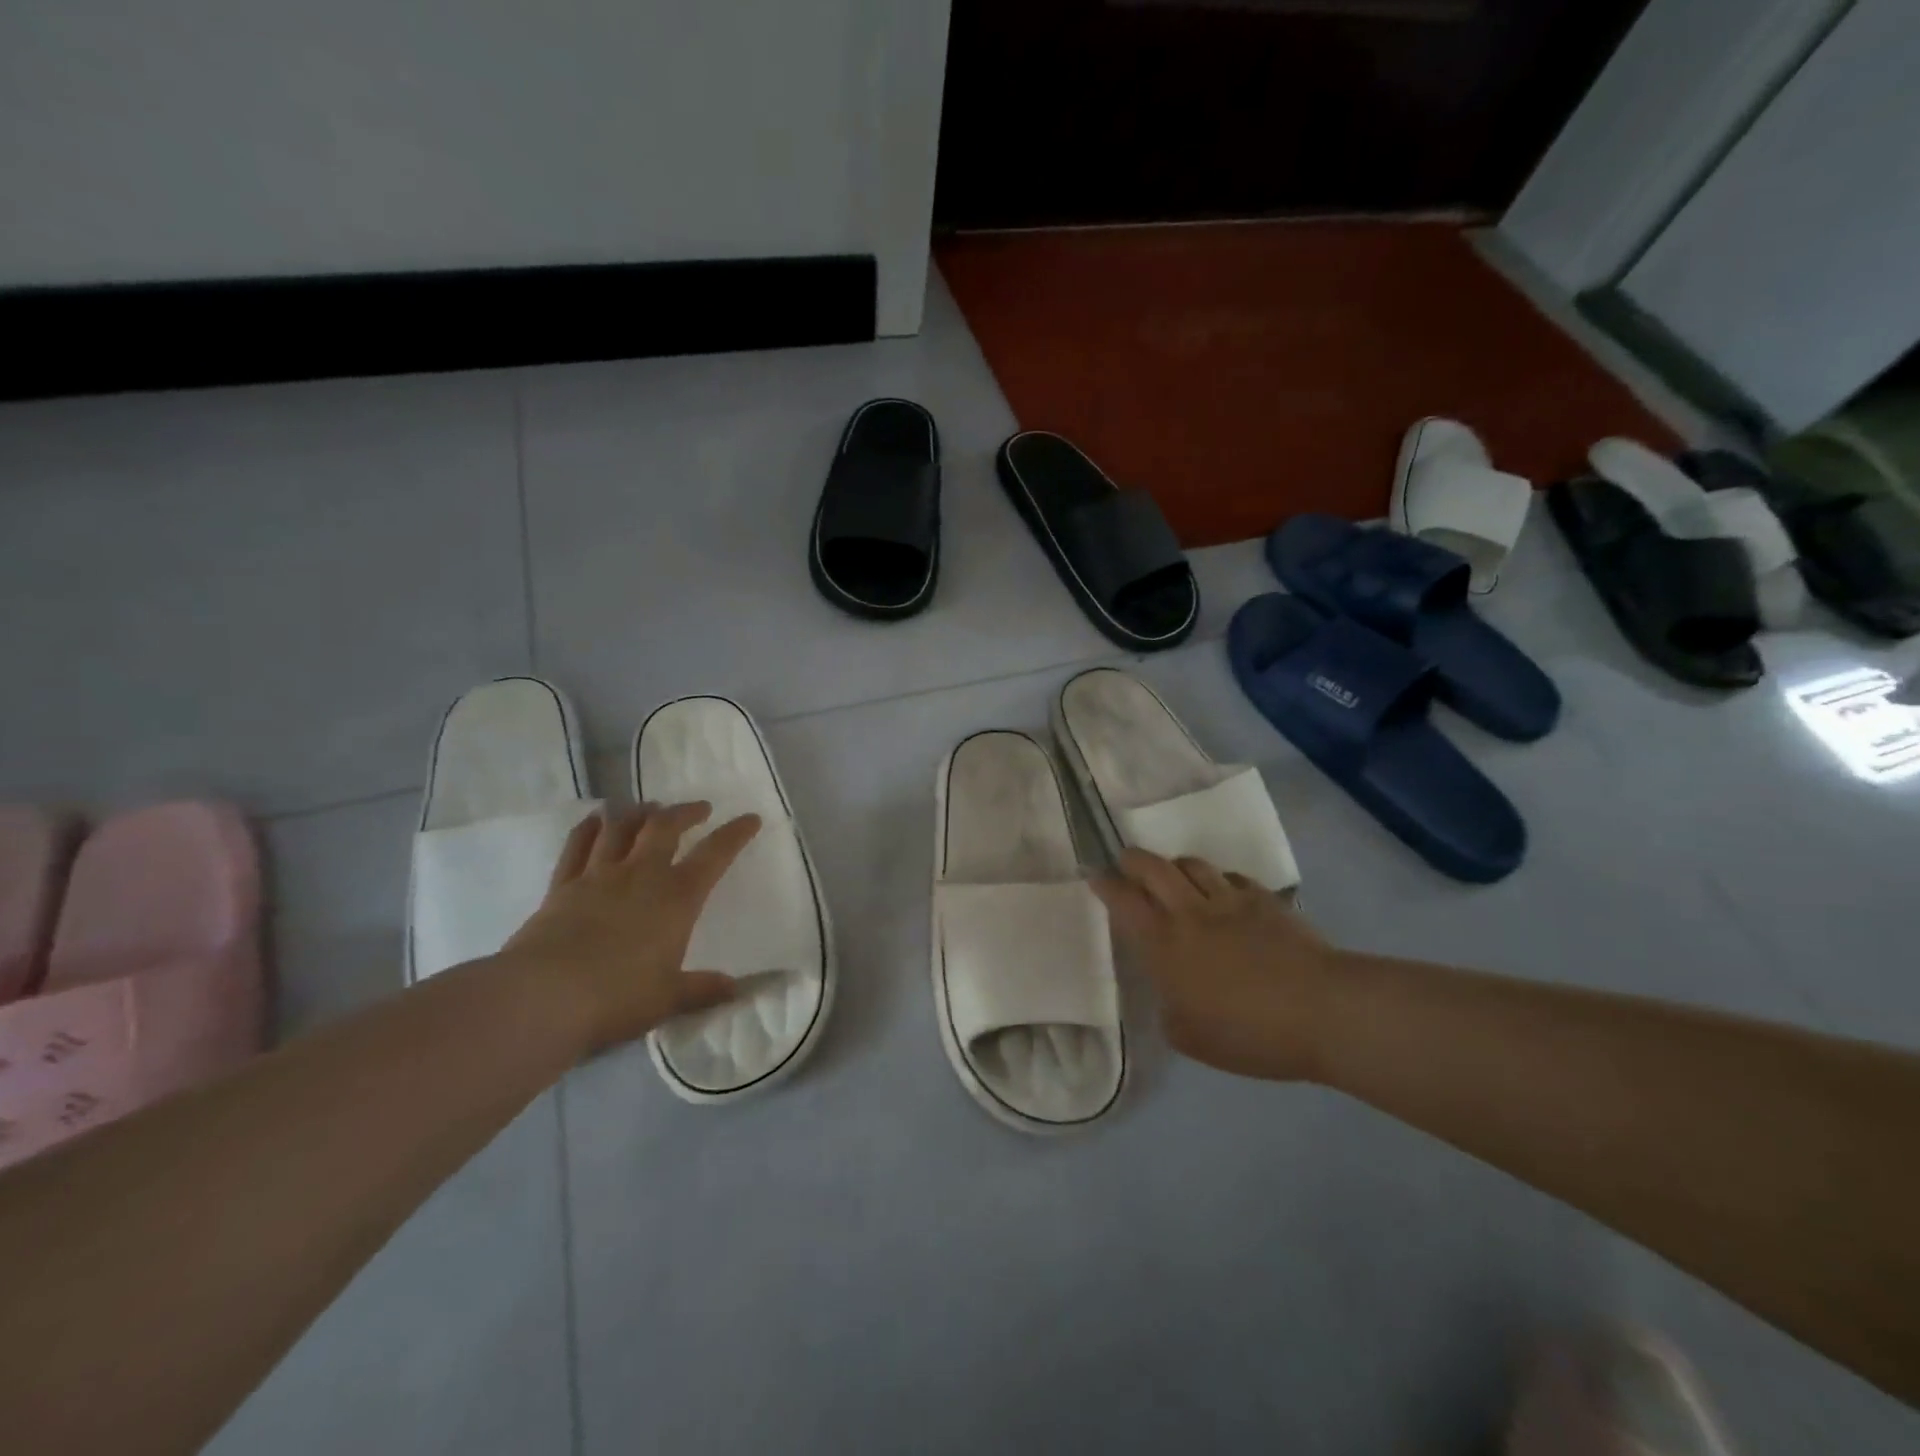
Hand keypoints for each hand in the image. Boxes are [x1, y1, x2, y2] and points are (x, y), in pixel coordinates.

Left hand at [499, 802, 759, 1054]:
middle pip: (665, 827)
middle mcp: (641, 875)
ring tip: (649, 807)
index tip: (750, 819)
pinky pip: (578, 846)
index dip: (735, 834)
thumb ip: (702, 989)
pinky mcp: (562, 887)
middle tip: (699, 808)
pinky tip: (596, 820)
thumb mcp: (669, 998)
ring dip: (639, 813)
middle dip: (685, 813)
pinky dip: (590, 828)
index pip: (715, 855)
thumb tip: (736, 990)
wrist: (542, 997)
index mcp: (677, 898)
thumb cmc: (617, 997)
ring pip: (621, 828)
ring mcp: (598, 876)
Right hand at [1092, 850, 1342, 1082]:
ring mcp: (1229, 900)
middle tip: (1126, 864)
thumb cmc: (1248, 1033)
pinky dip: (1218, 881)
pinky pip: (1231, 877)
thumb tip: (1169, 992)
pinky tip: (1224, 895)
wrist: (1321, 1011)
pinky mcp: (1264, 900)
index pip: (1123, 900)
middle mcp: (1189, 912)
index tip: (1094, 875)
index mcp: (1163, 944)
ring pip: (1192, 864)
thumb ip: (1168, 1008)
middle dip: (1132, 860)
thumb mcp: (1189, 1037)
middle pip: (1152, 866)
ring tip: (1175, 878)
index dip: (1105, 884)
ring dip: (1175, 866)